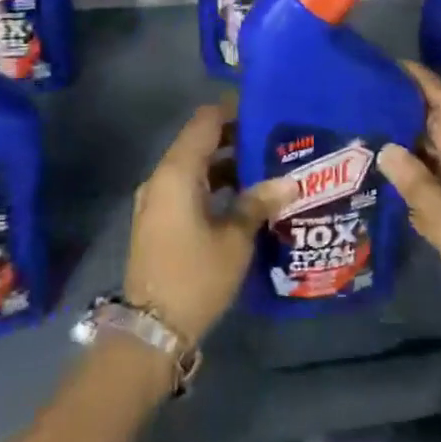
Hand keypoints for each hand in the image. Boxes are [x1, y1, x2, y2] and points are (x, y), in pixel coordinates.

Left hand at [124, 102, 295, 345]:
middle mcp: (161, 178)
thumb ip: (259, 203)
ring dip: (226, 164)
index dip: (233, 110)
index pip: (205, 121)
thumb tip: (289, 181)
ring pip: (194, 167)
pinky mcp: (158, 221)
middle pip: (199, 142)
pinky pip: (187, 188)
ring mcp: (156, 200)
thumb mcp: (235, 239)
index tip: (265, 111)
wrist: (151, 330)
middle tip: (274, 141)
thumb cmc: (196, 277)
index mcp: (177, 173)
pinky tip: (244, 197)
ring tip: (266, 168)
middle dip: (235, 138)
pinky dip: (213, 185)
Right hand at [379, 63, 440, 387]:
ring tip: (361, 132)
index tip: (389, 65)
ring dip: (405, 151)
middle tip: (361, 100)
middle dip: (406, 115)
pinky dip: (410, 186)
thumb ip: (418, 186)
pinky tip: (379, 179)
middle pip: (440, 132)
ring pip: (434, 163)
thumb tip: (386, 148)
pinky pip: (433, 193)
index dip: (423, 85)